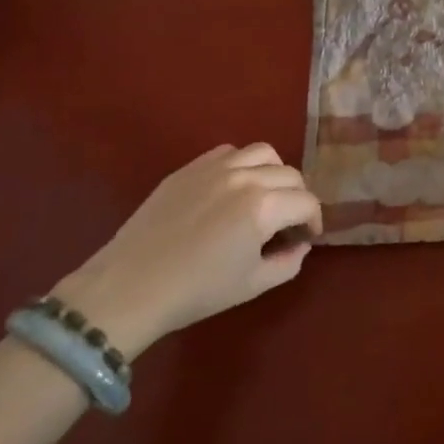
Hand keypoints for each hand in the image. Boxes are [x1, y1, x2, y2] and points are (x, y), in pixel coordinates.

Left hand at [52, 143, 322, 357]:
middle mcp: (245, 177)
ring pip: (262, 153)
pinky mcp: (189, 168)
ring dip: (273, 172)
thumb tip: (299, 245)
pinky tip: (233, 187)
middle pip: (290, 174)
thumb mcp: (253, 285)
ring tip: (265, 195)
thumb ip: (288, 262)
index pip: (306, 202)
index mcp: (264, 206)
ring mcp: (214, 167)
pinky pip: (228, 152)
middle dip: (297, 197)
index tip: (306, 237)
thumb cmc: (196, 291)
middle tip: (288, 222)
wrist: (130, 287)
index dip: (313, 221)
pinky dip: (242, 164)